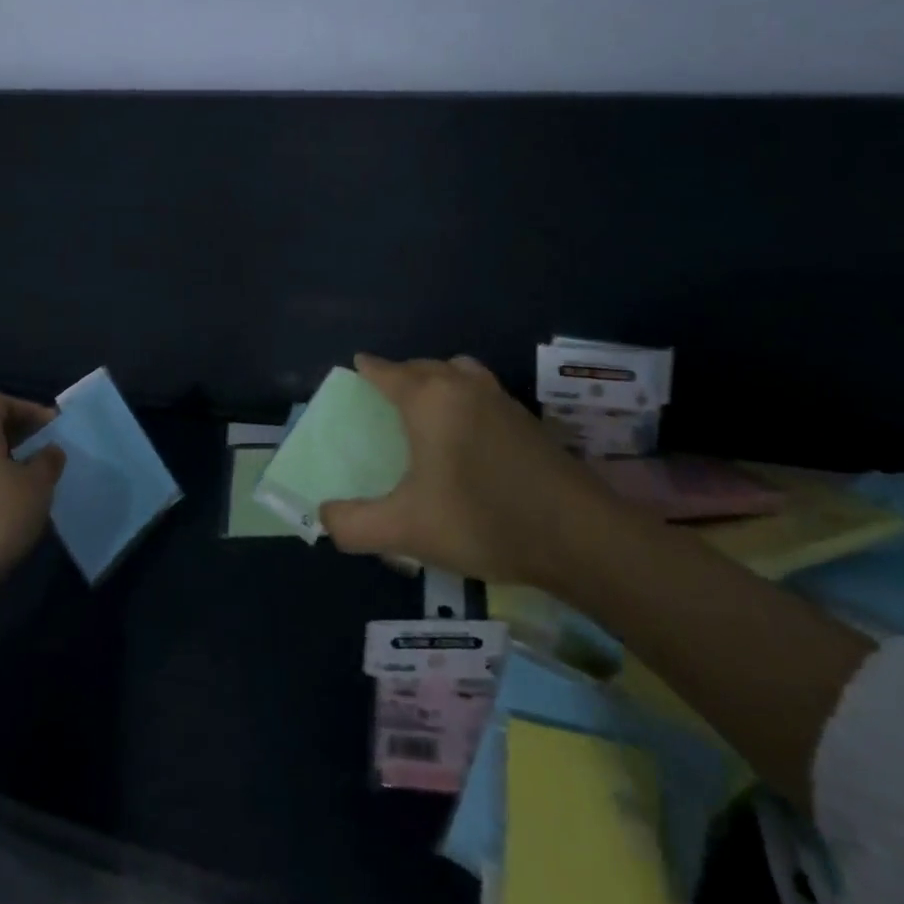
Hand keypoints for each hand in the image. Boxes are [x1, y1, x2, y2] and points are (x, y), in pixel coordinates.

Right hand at [320, 353, 619, 585]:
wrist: (581, 538)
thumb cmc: (482, 521)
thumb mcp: (405, 530)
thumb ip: (353, 524)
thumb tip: (323, 517)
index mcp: (428, 399)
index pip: (387, 371)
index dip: (368, 368)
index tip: (356, 367)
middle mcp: (463, 386)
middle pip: (423, 366)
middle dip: (401, 374)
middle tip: (385, 397)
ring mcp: (501, 400)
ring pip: (459, 373)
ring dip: (438, 380)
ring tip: (428, 410)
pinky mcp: (529, 421)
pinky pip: (483, 393)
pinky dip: (466, 398)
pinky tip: (469, 436)